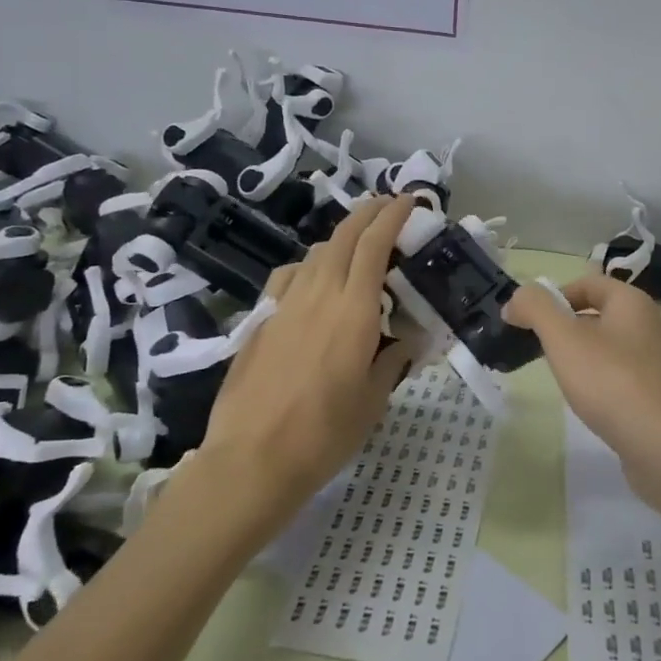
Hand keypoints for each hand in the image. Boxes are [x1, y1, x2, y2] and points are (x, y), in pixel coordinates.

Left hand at [194, 195, 418, 529]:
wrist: (252, 459)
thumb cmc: (324, 433)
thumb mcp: (374, 400)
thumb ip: (393, 359)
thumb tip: (407, 338)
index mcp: (354, 309)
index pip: (375, 244)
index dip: (393, 215)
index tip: (409, 200)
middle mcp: (319, 294)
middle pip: (343, 236)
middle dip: (368, 213)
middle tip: (388, 207)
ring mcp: (284, 304)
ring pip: (315, 252)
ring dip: (340, 238)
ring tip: (356, 246)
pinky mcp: (260, 320)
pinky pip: (289, 276)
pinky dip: (309, 265)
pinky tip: (312, 281)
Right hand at [502, 273, 660, 473]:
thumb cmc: (612, 382)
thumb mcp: (564, 338)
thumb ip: (536, 309)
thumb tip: (517, 299)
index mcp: (631, 301)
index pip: (586, 283)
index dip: (553, 296)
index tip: (527, 322)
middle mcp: (648, 324)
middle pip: (596, 313)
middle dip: (564, 327)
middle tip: (538, 350)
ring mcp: (655, 361)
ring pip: (606, 346)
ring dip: (579, 356)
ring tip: (560, 378)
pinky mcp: (656, 393)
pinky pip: (619, 375)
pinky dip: (598, 382)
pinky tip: (587, 402)